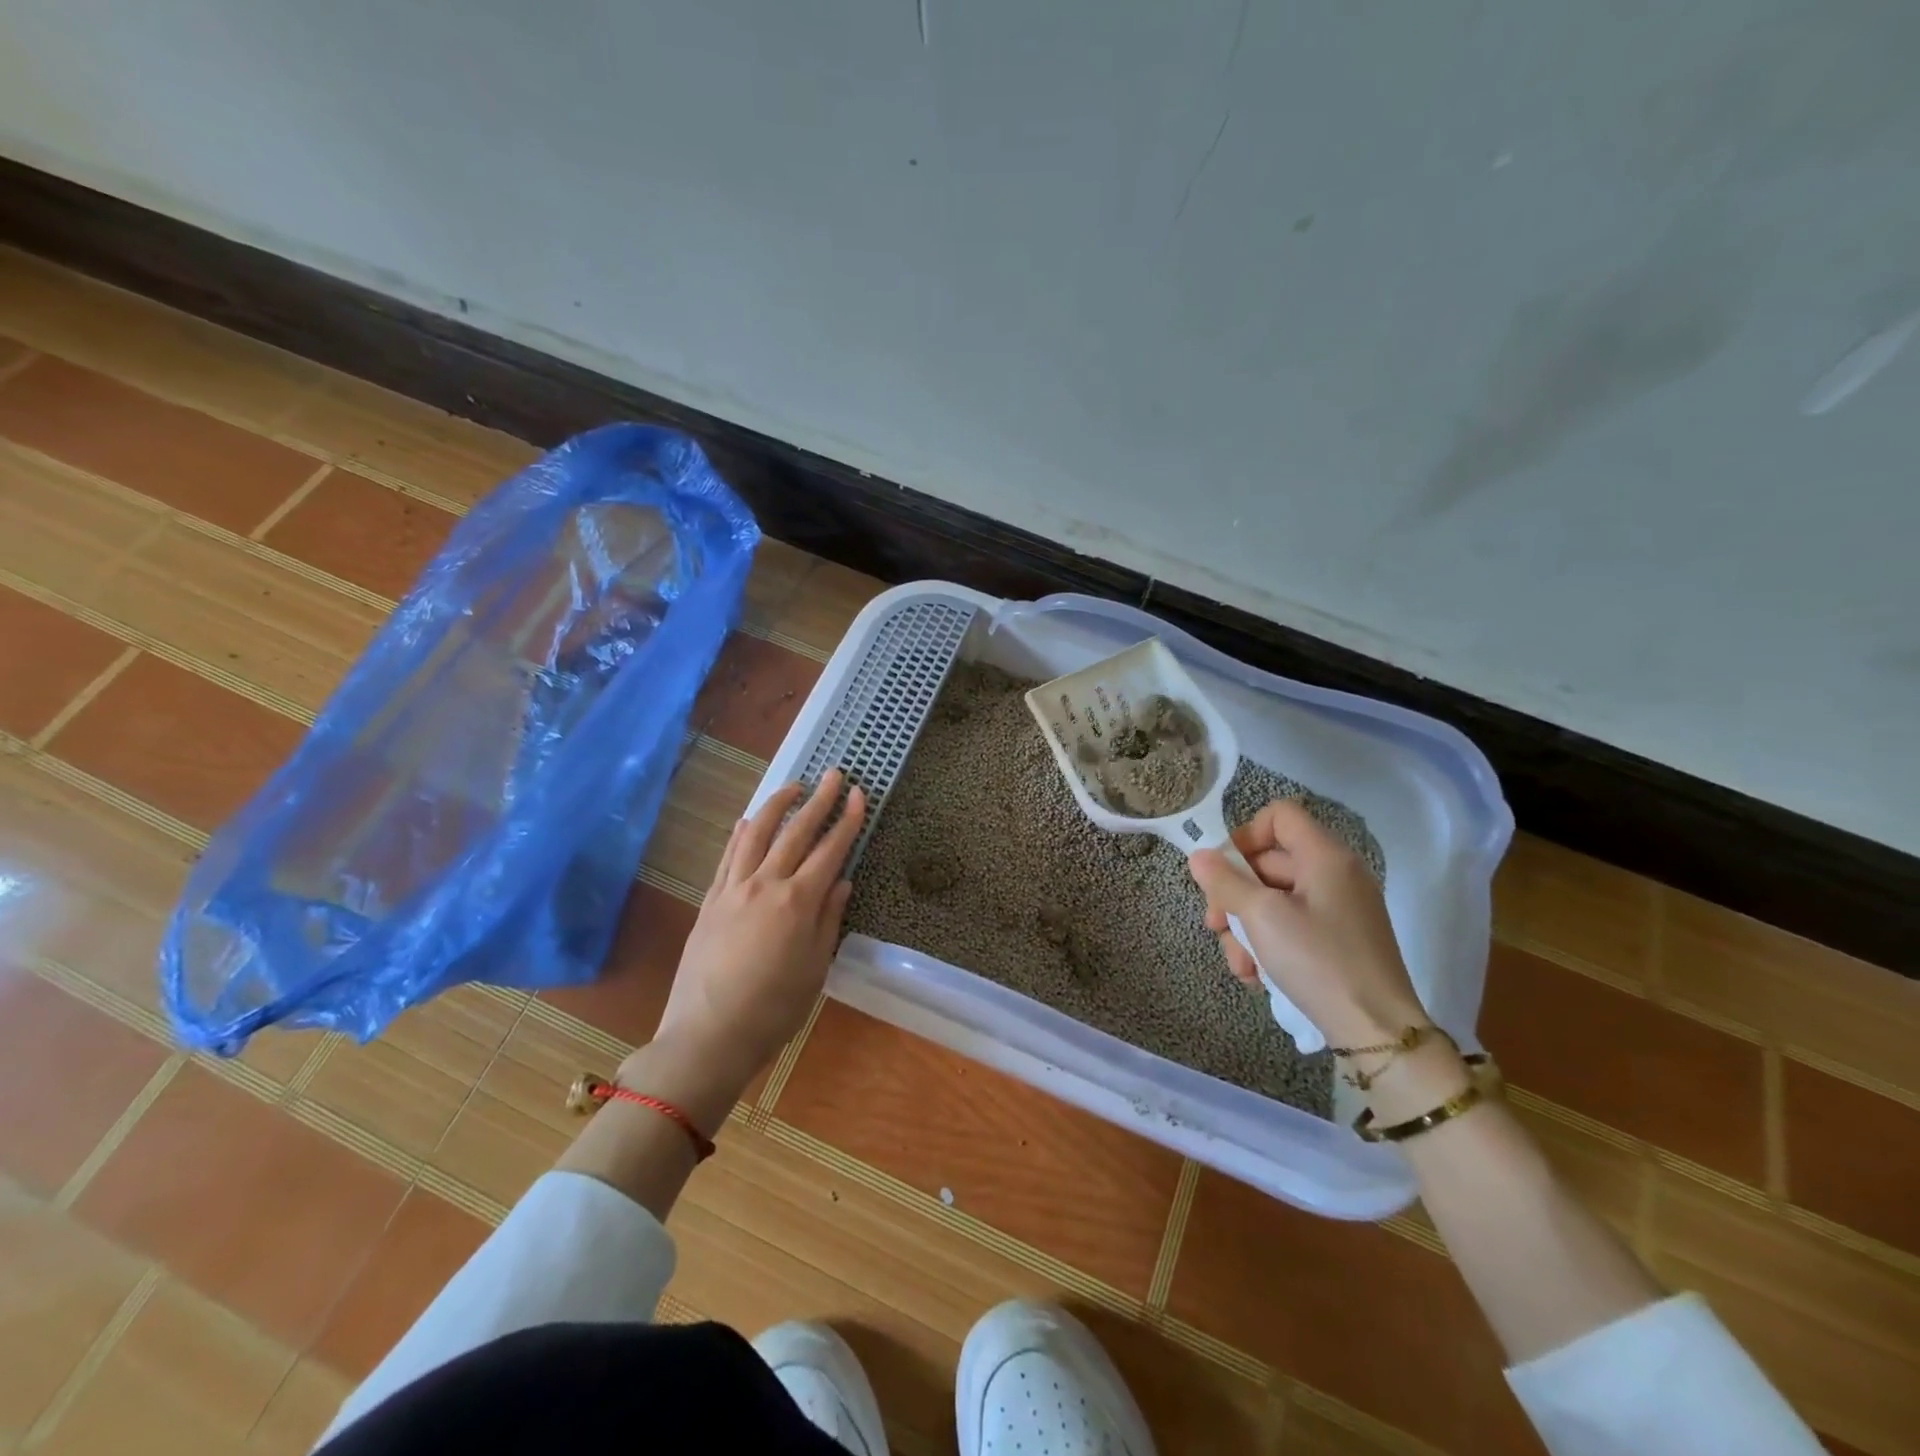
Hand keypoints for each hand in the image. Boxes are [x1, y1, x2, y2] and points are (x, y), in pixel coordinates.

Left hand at [637, 770, 866, 1099]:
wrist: (707, 1036)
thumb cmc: (773, 1010)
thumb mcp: (815, 968)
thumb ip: (829, 919)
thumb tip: (842, 881)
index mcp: (798, 902)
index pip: (830, 850)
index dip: (848, 820)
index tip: (860, 793)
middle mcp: (765, 884)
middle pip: (796, 832)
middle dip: (819, 801)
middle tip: (834, 775)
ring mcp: (733, 889)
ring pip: (757, 834)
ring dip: (777, 805)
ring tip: (793, 786)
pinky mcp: (710, 901)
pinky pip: (728, 856)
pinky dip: (741, 834)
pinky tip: (748, 821)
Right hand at [1188, 798, 1425, 1047]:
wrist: (1378, 1032)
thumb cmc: (1318, 961)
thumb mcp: (1262, 917)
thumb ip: (1226, 882)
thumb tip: (1199, 856)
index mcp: (1325, 856)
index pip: (1279, 815)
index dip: (1245, 834)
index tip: (1223, 871)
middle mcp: (1336, 874)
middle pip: (1269, 862)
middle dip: (1234, 894)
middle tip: (1215, 925)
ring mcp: (1339, 909)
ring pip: (1274, 900)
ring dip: (1246, 928)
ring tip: (1239, 964)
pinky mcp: (1339, 940)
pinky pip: (1292, 925)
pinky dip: (1269, 944)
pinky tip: (1257, 975)